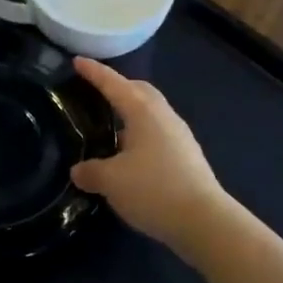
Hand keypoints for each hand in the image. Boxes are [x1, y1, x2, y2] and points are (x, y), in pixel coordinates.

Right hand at [71, 58, 232, 254]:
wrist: (204, 221)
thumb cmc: (153, 189)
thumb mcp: (111, 181)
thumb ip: (91, 172)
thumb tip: (78, 171)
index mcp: (142, 111)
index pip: (113, 84)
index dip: (94, 72)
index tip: (77, 61)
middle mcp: (163, 115)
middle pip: (139, 90)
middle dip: (118, 87)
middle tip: (97, 93)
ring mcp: (180, 135)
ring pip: (151, 112)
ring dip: (131, 113)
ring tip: (112, 128)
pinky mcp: (188, 156)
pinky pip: (158, 132)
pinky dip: (141, 134)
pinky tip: (131, 155)